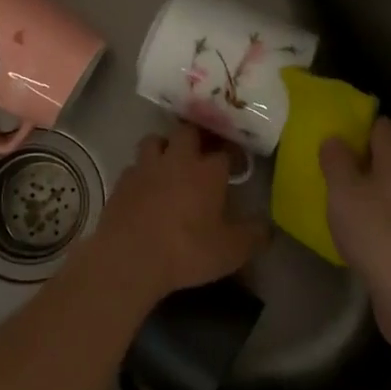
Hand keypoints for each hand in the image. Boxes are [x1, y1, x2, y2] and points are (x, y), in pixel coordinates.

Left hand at [91, 125, 264, 303]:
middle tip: (202, 153)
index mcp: (207, 171)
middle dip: (197, 138)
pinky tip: (144, 186)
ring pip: (155, 140)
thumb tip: (268, 227)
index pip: (225, 151)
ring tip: (170, 162)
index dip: (232, 155)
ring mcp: (146, 167)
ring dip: (164, 147)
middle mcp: (177, 159)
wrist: (129, 257)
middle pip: (188, 132)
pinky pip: (134, 166)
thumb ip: (254, 236)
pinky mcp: (122, 180)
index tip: (236, 164)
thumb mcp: (231, 251)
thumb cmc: (186, 251)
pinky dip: (141, 171)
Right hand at [320, 118, 390, 319]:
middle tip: (328, 171)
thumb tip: (336, 139)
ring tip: (339, 202)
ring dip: (370, 191)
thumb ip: (336, 159)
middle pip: (388, 155)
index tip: (328, 140)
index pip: (377, 125)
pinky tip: (360, 232)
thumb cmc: (377, 231)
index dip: (352, 128)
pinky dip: (381, 217)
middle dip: (360, 160)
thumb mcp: (343, 191)